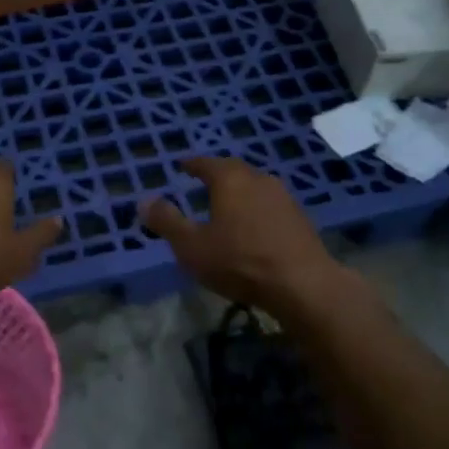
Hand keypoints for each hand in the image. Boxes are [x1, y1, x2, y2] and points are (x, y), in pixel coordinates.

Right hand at [143, 157, 343, 316]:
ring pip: (254, 185)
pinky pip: (270, 204)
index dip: (192, 164)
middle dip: (217, 174)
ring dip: (240, 191)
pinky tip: (253, 225)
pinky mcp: (300, 217)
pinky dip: (257, 208)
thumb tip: (144, 201)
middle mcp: (257, 178)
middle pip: (233, 170)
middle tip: (203, 182)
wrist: (304, 285)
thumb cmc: (240, 261)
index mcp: (229, 179)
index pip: (205, 163)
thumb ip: (167, 222)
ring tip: (227, 204)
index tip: (182, 165)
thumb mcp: (192, 246)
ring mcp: (283, 197)